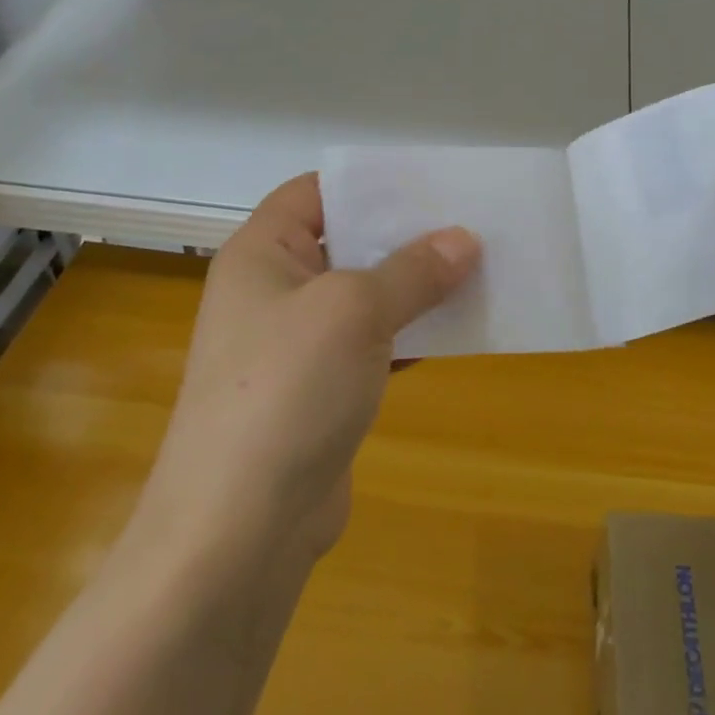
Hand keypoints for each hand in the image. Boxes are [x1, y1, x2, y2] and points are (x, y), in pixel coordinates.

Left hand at [130, 174, 477, 562]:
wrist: (237, 534)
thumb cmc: (287, 390)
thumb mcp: (356, 312)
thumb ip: (413, 270)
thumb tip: (464, 239)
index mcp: (263, 254)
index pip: (316, 191)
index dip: (370, 183)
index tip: (431, 181)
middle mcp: (274, 291)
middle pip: (347, 242)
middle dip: (407, 235)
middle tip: (470, 223)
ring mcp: (296, 346)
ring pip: (366, 296)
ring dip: (416, 287)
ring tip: (478, 268)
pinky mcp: (320, 392)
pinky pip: (373, 345)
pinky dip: (411, 334)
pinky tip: (459, 329)